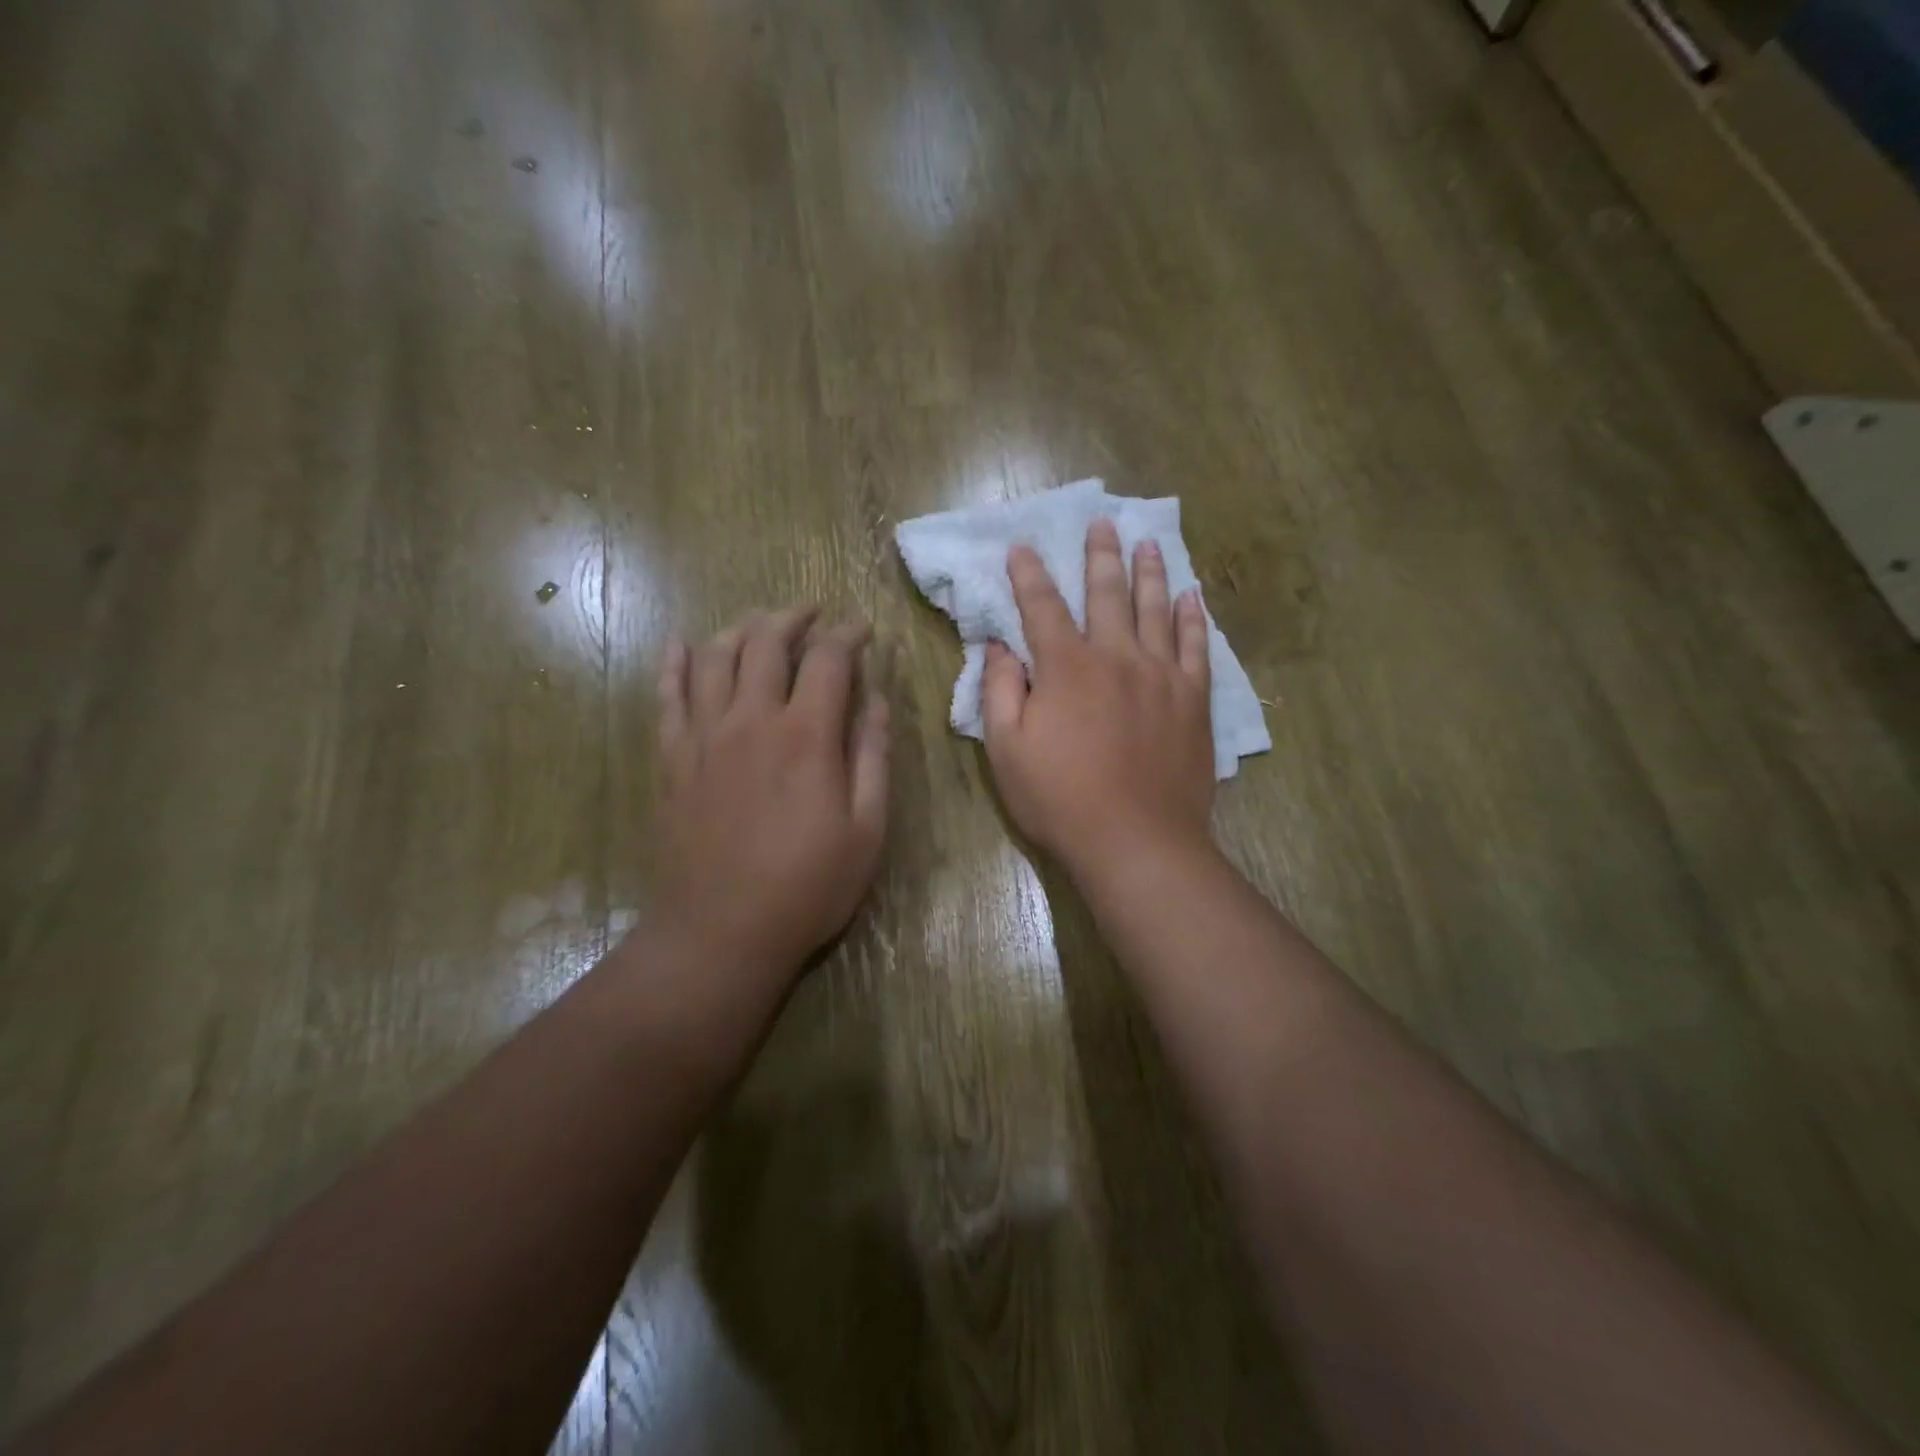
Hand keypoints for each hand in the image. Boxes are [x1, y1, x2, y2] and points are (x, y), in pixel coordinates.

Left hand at [652, 609, 889, 976]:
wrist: (720, 933)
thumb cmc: (807, 887)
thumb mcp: (867, 829)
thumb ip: (873, 757)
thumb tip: (876, 700)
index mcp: (806, 735)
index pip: (829, 659)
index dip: (849, 635)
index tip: (862, 630)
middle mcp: (751, 720)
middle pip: (767, 642)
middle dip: (794, 618)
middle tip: (812, 613)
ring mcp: (703, 737)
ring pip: (715, 657)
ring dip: (741, 630)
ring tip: (761, 624)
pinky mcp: (672, 759)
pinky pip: (667, 696)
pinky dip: (674, 664)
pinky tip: (680, 646)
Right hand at [982, 518, 1215, 875]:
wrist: (1137, 841)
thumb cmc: (1061, 799)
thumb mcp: (1006, 750)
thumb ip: (999, 691)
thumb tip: (999, 646)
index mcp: (1066, 668)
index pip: (1042, 607)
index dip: (1029, 574)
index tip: (1022, 547)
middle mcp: (1116, 657)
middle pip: (1106, 593)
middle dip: (1099, 555)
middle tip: (1101, 522)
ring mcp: (1161, 674)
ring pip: (1155, 609)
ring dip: (1149, 572)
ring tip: (1147, 542)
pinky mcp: (1193, 698)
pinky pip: (1196, 646)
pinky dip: (1193, 617)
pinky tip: (1192, 596)